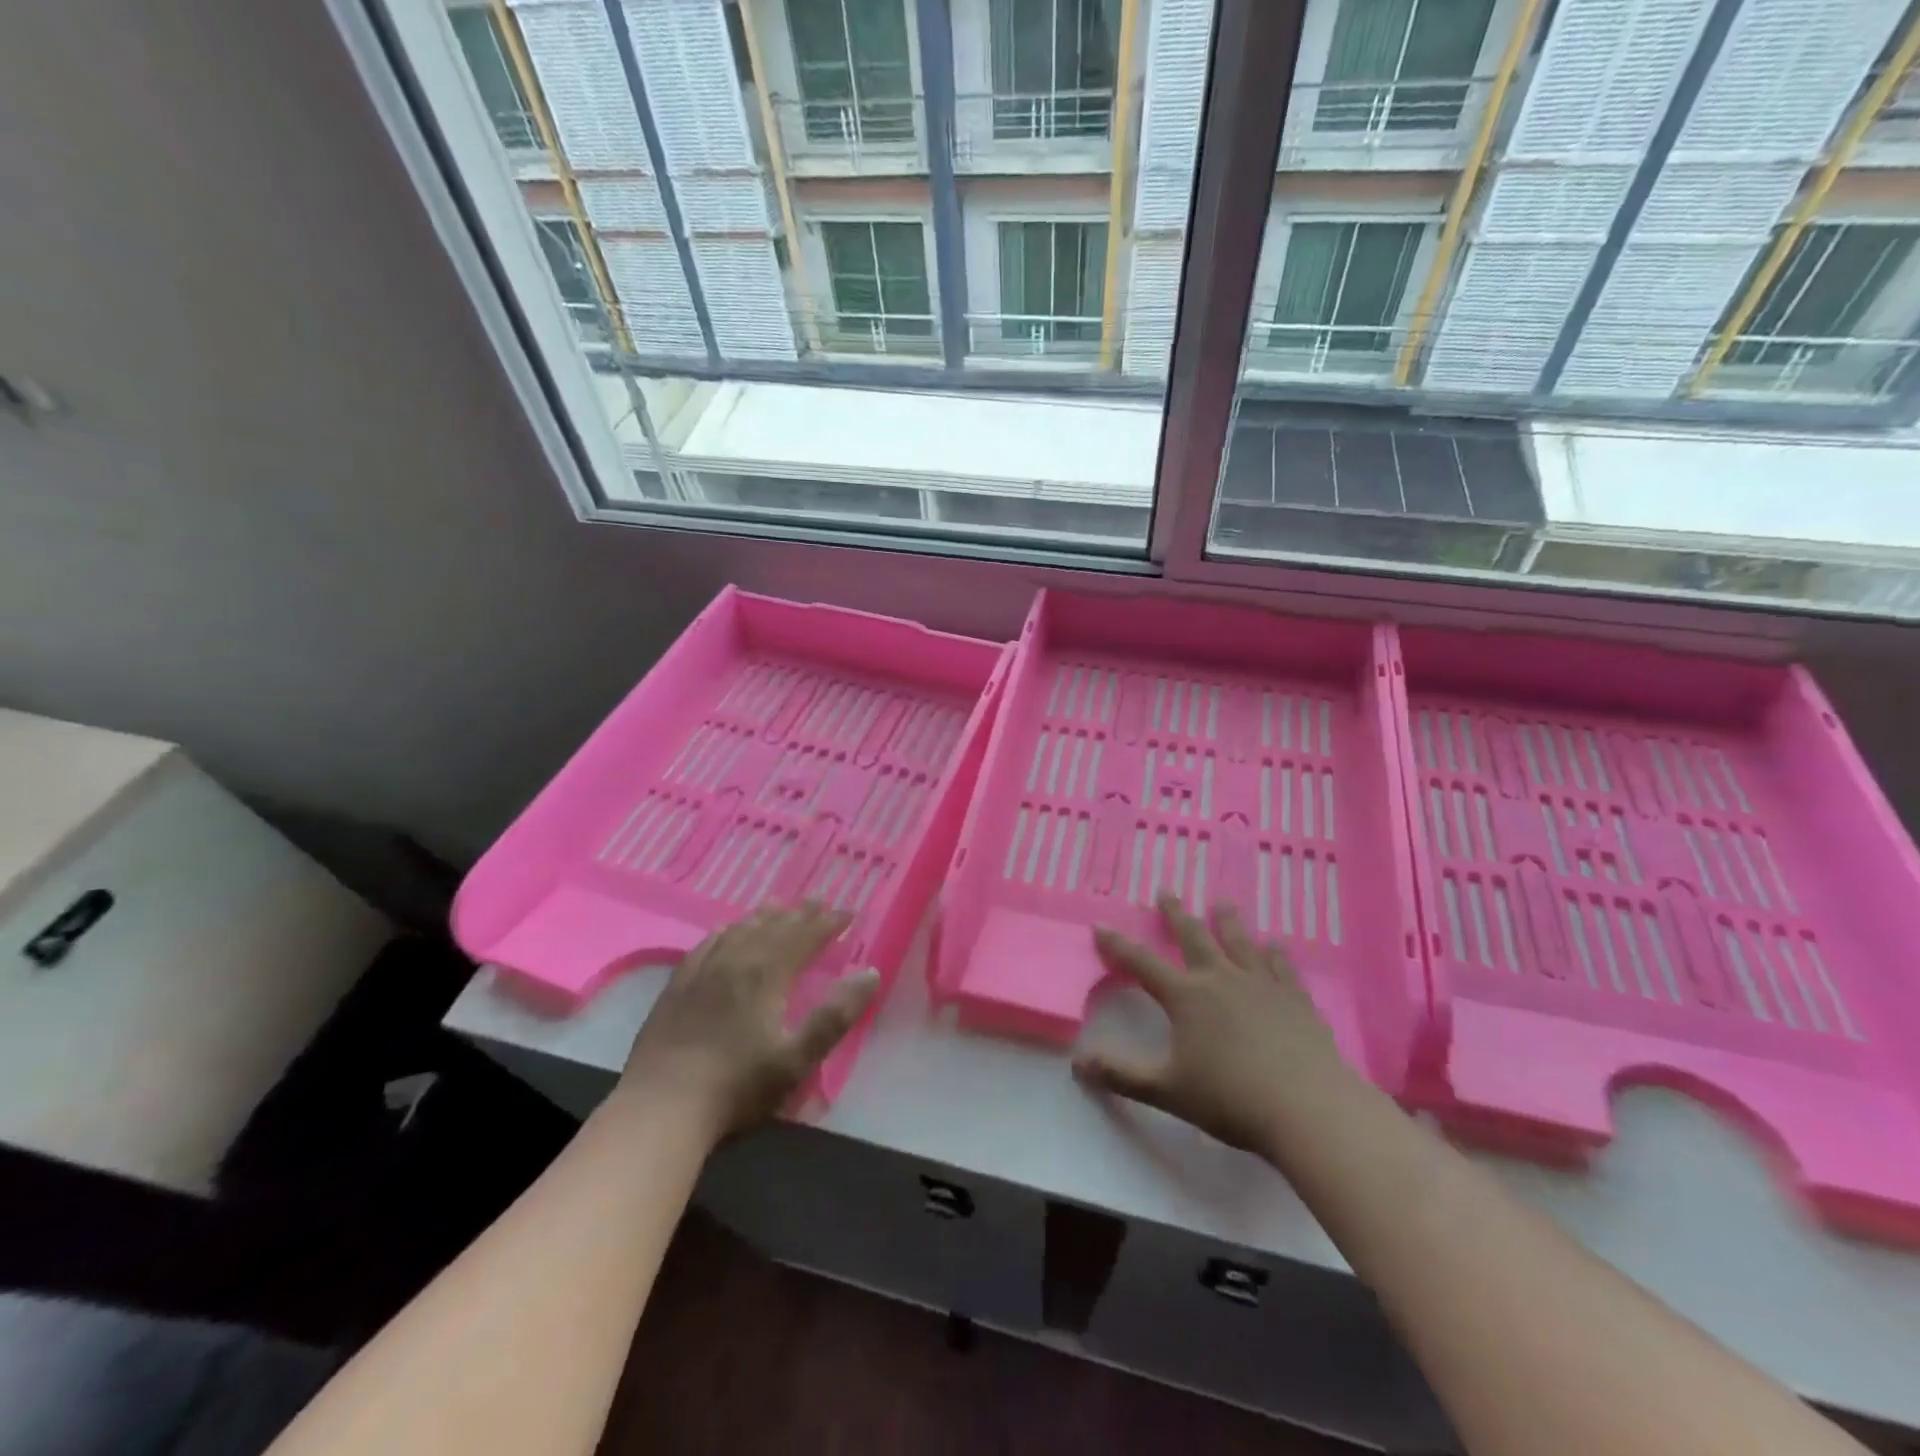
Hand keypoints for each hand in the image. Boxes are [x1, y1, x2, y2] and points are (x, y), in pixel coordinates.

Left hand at [617, 903, 879, 1138]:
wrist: (661, 1108)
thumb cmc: (738, 1087)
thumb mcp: (798, 1058)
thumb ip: (836, 1015)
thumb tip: (870, 973)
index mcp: (768, 976)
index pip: (805, 937)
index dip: (828, 923)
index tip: (848, 913)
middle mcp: (736, 963)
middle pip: (773, 928)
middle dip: (800, 914)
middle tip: (819, 900)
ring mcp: (703, 972)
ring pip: (739, 931)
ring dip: (763, 916)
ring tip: (779, 905)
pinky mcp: (677, 988)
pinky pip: (705, 945)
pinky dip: (723, 931)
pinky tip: (724, 930)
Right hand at [1073, 894, 1347, 1153]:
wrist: (1309, 1109)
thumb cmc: (1231, 1099)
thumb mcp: (1167, 1090)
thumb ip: (1121, 1074)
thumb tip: (1077, 1063)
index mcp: (1186, 997)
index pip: (1142, 963)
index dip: (1118, 945)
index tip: (1100, 925)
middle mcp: (1221, 979)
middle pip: (1193, 937)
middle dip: (1175, 914)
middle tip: (1167, 891)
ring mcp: (1262, 985)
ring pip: (1239, 942)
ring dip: (1226, 921)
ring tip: (1220, 903)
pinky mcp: (1296, 999)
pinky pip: (1281, 966)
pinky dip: (1275, 953)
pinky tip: (1275, 945)